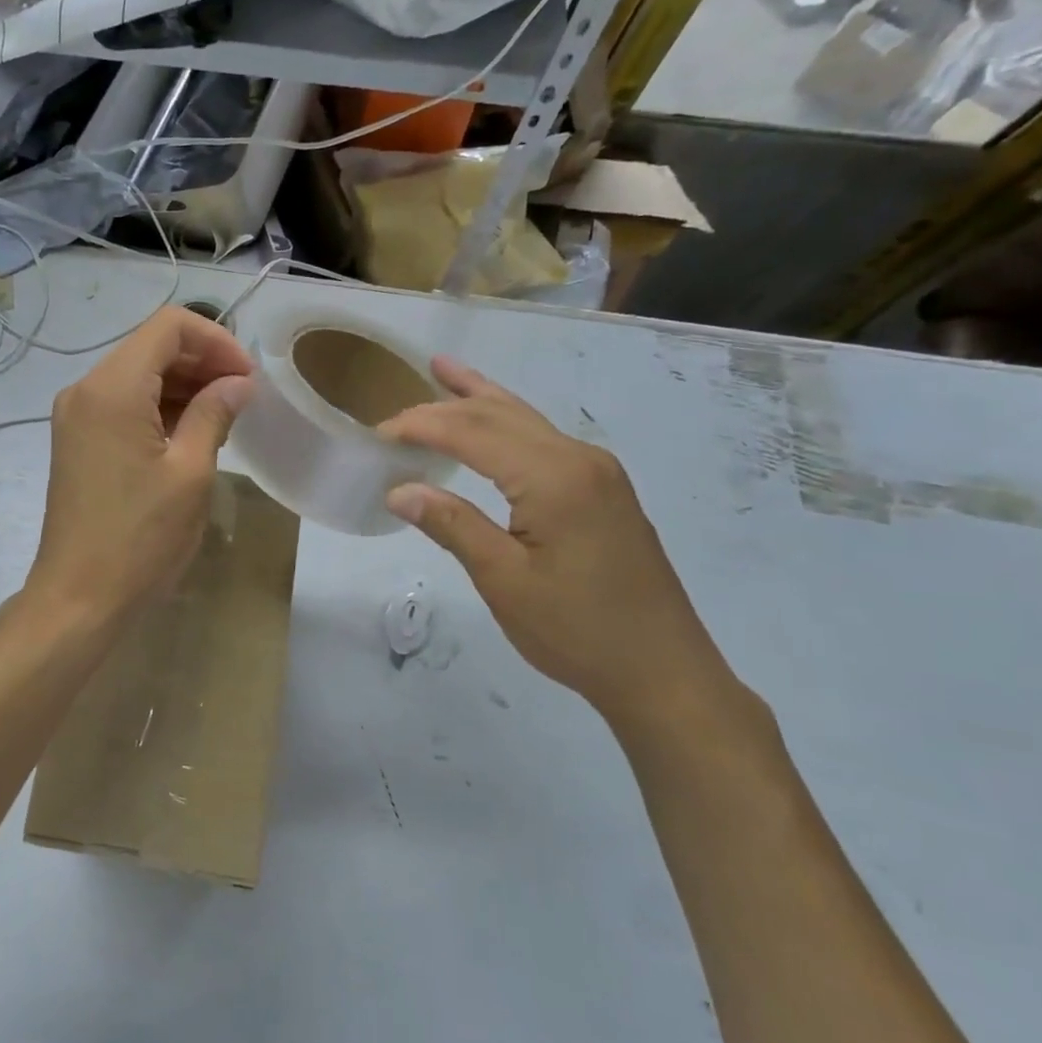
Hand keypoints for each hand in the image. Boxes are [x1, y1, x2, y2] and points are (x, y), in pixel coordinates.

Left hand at [25, 307, 254, 627]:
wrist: (79, 598)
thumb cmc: (140, 538)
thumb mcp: (190, 473)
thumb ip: (214, 413)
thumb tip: (238, 383)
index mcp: (112, 388)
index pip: (169, 327)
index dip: (216, 341)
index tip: (247, 378)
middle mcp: (85, 389)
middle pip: (150, 347)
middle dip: (201, 362)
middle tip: (243, 398)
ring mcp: (75, 416)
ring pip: (137, 375)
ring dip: (182, 385)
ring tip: (223, 417)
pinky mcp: (76, 441)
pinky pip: (122, 404)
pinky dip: (158, 408)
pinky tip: (189, 434)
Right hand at [380, 357, 731, 722]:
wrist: (663, 672)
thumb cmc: (577, 631)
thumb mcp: (504, 581)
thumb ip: (453, 526)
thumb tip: (400, 491)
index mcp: (554, 477)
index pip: (473, 432)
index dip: (421, 427)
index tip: (378, 434)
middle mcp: (579, 459)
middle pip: (500, 414)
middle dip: (444, 407)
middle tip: (394, 413)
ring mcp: (596, 471)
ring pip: (525, 419)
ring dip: (479, 398)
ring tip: (443, 369)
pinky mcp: (602, 489)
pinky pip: (542, 440)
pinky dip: (505, 423)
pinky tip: (493, 421)